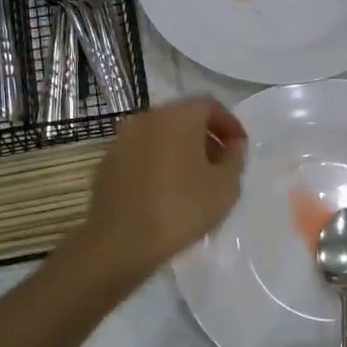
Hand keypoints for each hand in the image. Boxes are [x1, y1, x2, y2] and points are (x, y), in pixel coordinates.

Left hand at [74, 97, 247, 282]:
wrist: (121, 241)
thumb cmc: (181, 209)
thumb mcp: (225, 186)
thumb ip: (235, 158)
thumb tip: (233, 145)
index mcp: (178, 116)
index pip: (209, 105)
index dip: (229, 124)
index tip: (239, 148)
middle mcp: (147, 118)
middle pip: (182, 118)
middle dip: (205, 137)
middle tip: (220, 164)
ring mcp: (122, 140)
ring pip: (160, 136)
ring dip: (180, 150)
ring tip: (195, 181)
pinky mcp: (107, 163)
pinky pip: (141, 154)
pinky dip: (158, 163)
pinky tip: (166, 192)